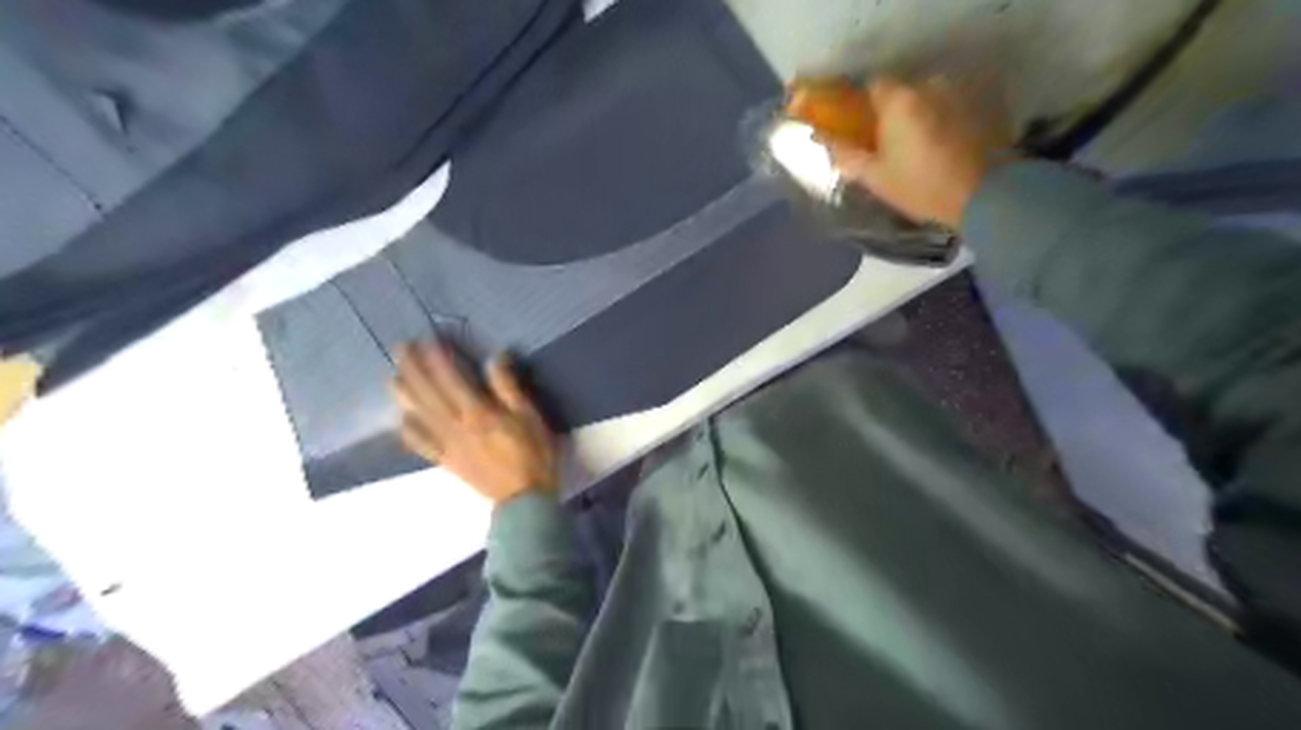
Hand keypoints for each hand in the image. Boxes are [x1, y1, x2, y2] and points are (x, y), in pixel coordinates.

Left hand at [398, 343, 557, 505]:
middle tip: (400, 348)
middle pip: (429, 393)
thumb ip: (509, 387)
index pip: (451, 379)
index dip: (437, 358)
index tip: (427, 340)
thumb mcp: (529, 416)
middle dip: (414, 369)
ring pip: (419, 415)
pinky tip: (403, 420)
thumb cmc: (533, 454)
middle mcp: (455, 426)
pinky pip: (421, 444)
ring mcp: (447, 445)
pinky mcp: (446, 461)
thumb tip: (494, 358)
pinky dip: (410, 431)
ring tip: (393, 378)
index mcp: (478, 412)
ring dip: (405, 395)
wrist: (524, 498)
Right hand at [822, 76, 1016, 226]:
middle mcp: (928, 86)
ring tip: (912, 148)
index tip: (857, 126)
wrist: (981, 196)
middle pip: (900, 92)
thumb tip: (820, 138)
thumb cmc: (919, 186)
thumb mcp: (874, 176)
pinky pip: (946, 108)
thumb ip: (845, 153)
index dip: (862, 104)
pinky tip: (935, 148)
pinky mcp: (976, 108)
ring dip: (915, 117)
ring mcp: (956, 95)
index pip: (872, 85)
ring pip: (924, 99)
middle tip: (883, 143)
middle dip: (889, 113)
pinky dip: (936, 122)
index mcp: (899, 100)